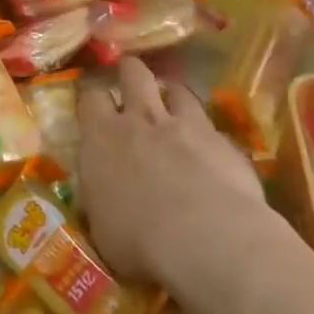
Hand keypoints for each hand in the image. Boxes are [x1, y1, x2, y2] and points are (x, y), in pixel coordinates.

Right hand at [77, 58, 274, 290]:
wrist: (206, 239)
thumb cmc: (139, 241)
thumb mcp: (102, 226)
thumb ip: (103, 200)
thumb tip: (105, 201)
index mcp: (101, 138)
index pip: (90, 98)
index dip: (92, 97)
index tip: (94, 105)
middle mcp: (140, 120)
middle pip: (133, 73)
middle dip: (130, 72)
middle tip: (131, 81)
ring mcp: (185, 125)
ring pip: (176, 88)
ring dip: (172, 94)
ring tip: (172, 104)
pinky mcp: (223, 140)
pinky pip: (210, 123)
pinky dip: (206, 130)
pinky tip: (209, 147)